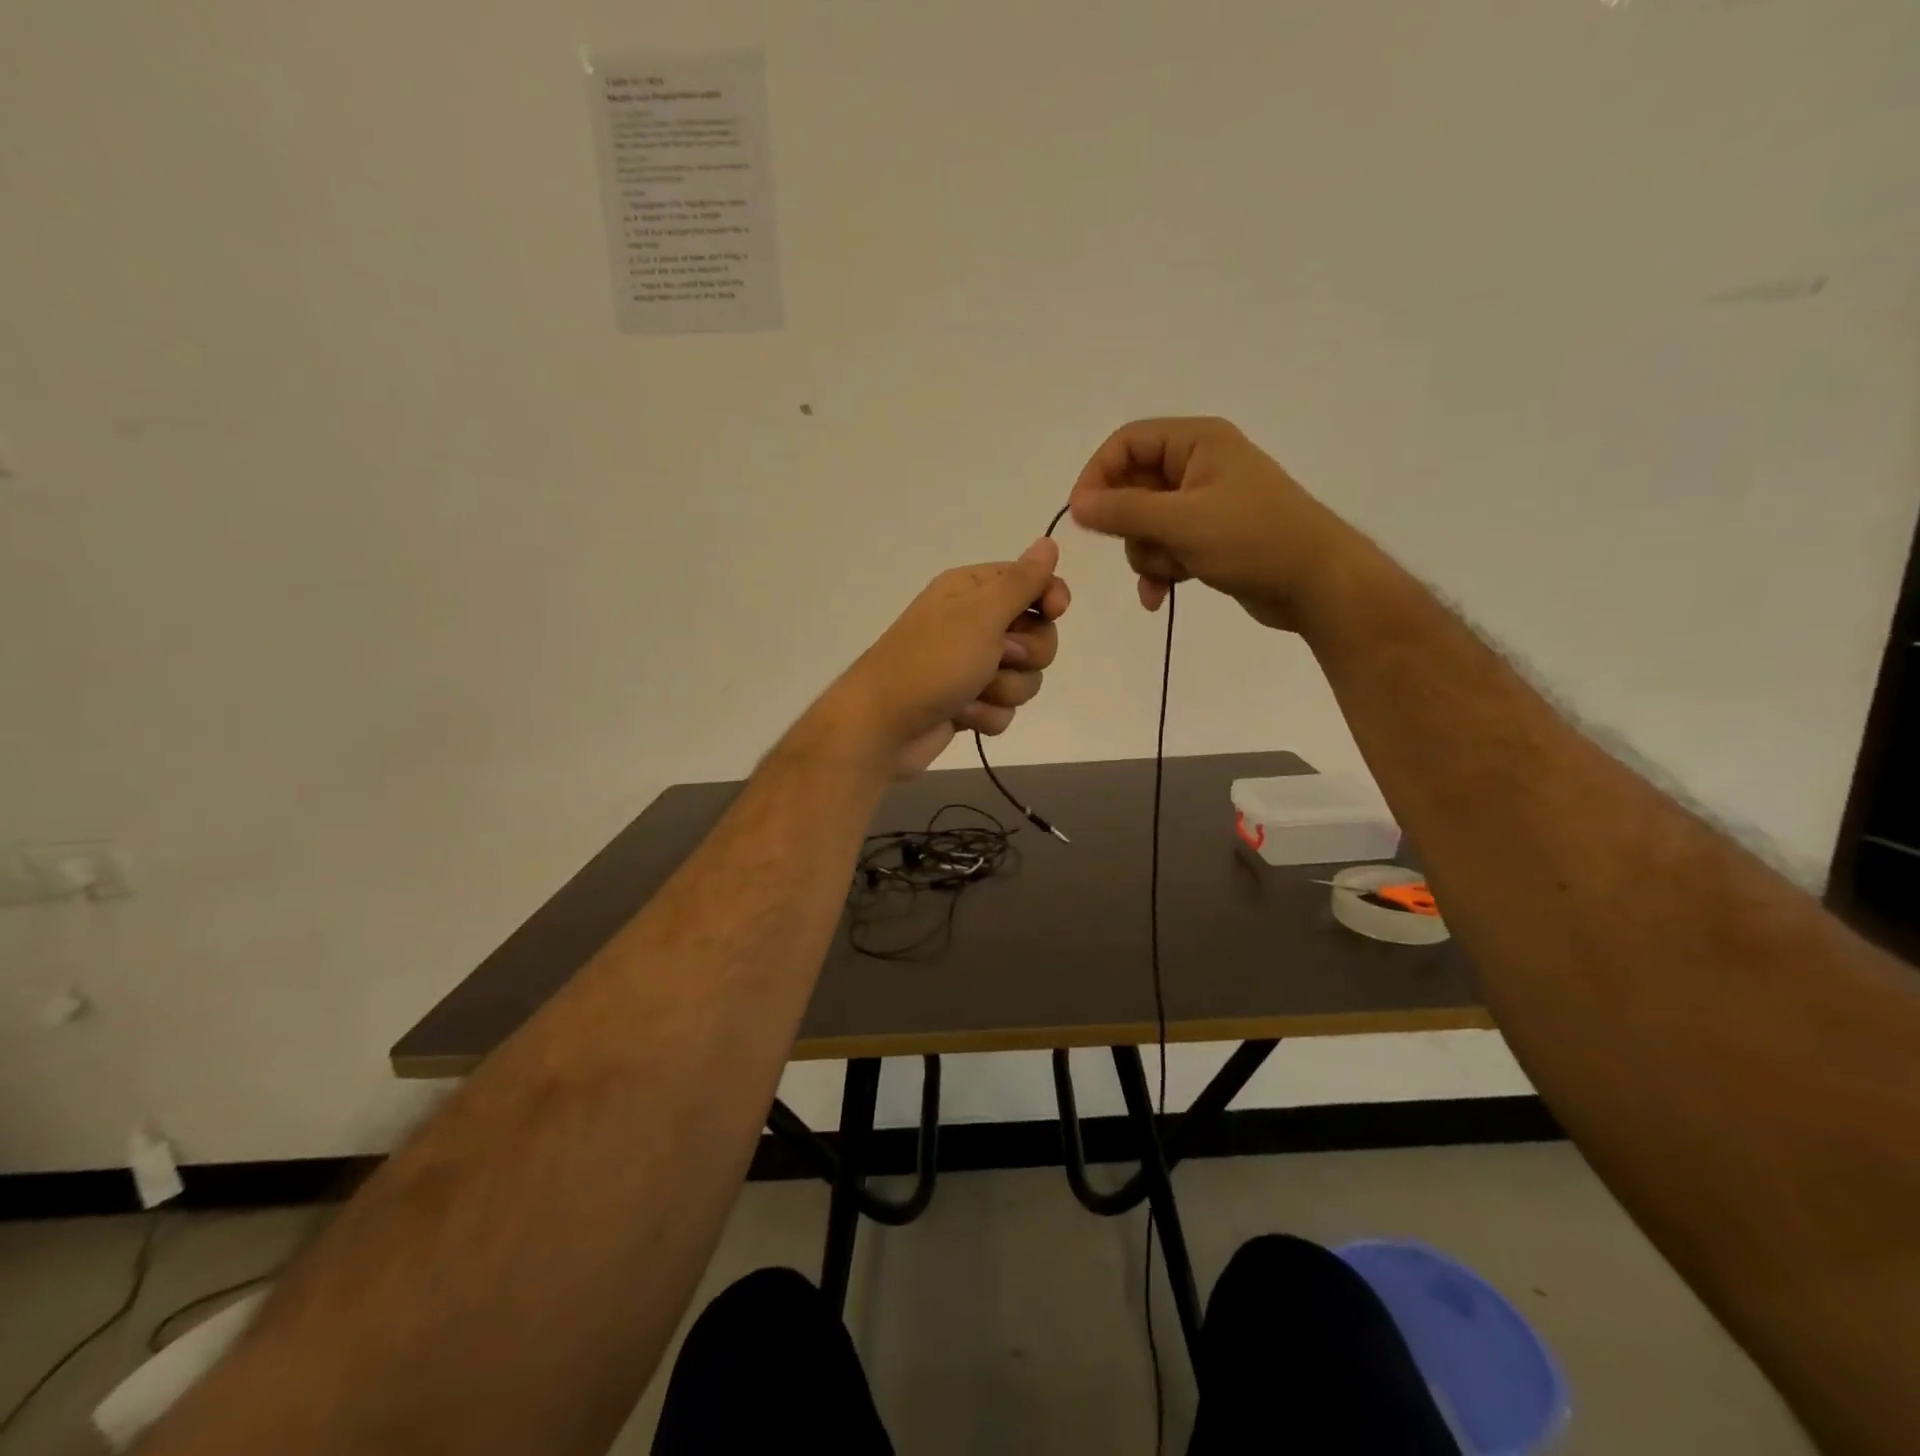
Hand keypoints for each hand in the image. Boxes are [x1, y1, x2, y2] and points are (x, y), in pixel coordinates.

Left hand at [824, 539, 1069, 778]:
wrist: (884, 727)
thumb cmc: (931, 662)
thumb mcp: (980, 615)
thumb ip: (1021, 582)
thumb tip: (1048, 542)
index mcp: (972, 590)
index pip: (1032, 582)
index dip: (1050, 597)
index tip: (1055, 611)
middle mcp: (973, 623)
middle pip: (1038, 635)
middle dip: (1026, 655)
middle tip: (998, 658)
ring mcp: (971, 666)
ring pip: (1025, 677)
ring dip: (1004, 690)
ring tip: (971, 693)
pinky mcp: (969, 701)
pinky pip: (1004, 707)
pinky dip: (987, 714)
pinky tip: (961, 715)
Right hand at [1068, 417, 1361, 632]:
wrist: (1316, 583)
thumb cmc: (1253, 539)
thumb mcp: (1182, 522)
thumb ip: (1124, 511)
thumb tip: (1076, 506)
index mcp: (1197, 442)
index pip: (1127, 443)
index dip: (1097, 476)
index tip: (1081, 516)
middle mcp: (1198, 466)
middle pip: (1132, 488)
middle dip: (1130, 527)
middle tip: (1142, 548)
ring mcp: (1204, 505)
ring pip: (1145, 526)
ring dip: (1147, 555)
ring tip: (1170, 573)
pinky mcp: (1208, 539)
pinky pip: (1165, 549)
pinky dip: (1159, 572)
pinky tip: (1159, 598)